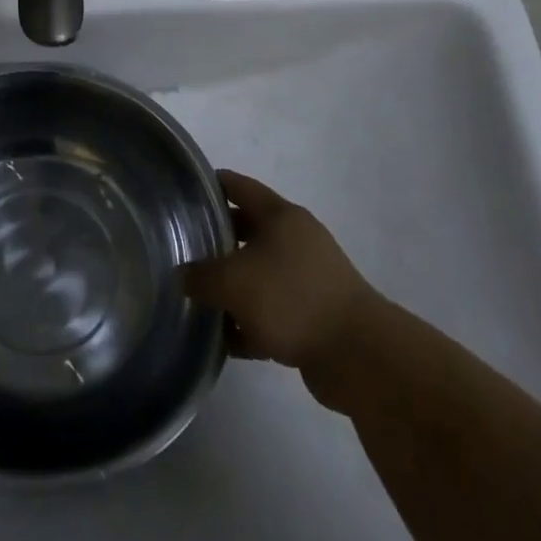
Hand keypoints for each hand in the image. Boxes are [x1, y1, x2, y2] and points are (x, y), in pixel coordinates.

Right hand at [181, 170, 378, 410]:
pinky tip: (226, 339)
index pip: (238, 186)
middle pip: (247, 230)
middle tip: (184, 247)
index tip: (182, 190)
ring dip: (232, 286)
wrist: (359, 357)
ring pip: (259, 273)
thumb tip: (181, 276)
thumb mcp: (233, 283)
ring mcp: (308, 279)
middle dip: (216, 239)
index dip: (210, 184)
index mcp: (280, 216)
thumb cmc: (291, 299)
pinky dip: (250, 321)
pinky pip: (272, 311)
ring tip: (198, 296)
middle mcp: (296, 240)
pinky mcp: (315, 316)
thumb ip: (200, 276)